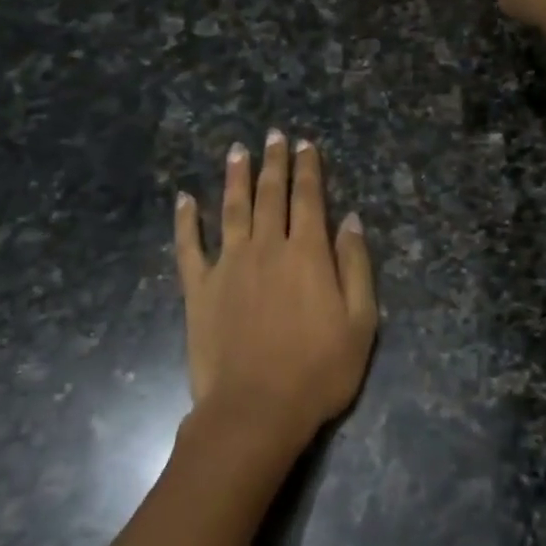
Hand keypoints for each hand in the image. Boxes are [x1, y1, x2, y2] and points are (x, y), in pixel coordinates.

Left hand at [174, 132, 377, 460]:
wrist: (256, 410)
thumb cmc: (318, 371)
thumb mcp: (360, 323)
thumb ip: (355, 267)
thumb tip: (350, 220)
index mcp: (307, 253)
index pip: (309, 198)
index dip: (308, 169)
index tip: (305, 144)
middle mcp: (266, 247)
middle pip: (270, 195)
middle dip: (273, 162)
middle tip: (272, 135)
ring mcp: (228, 265)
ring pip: (231, 209)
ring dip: (234, 177)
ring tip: (237, 150)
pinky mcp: (198, 288)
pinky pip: (189, 246)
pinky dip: (186, 220)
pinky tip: (184, 199)